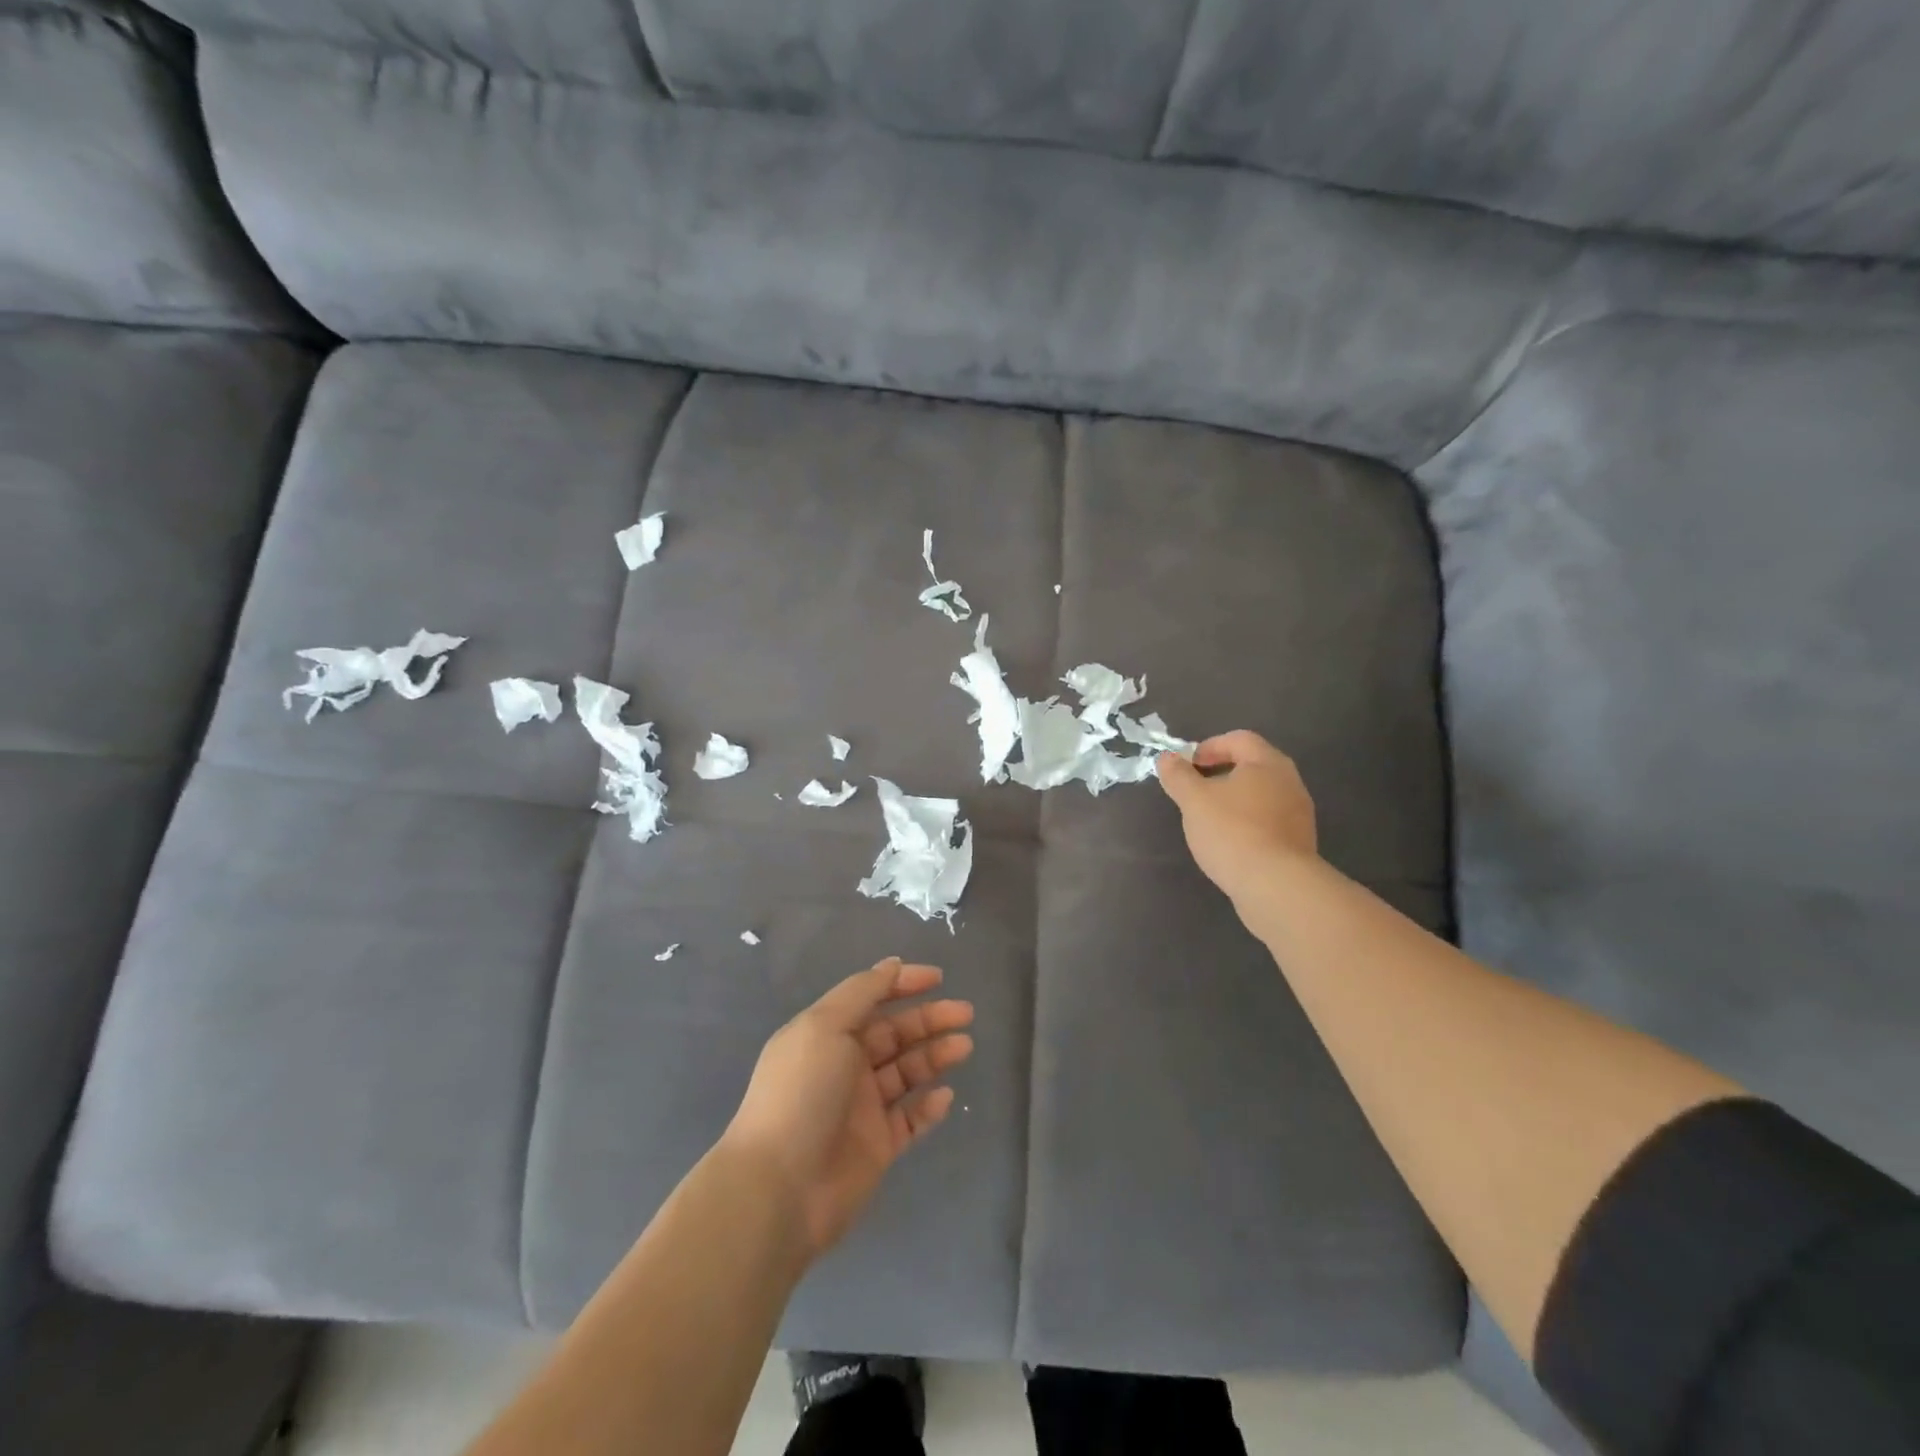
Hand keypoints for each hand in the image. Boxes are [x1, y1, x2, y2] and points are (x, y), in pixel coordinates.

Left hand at [722, 958, 974, 1259]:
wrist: (780, 1188)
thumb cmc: (801, 1094)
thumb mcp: (825, 1027)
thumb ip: (861, 993)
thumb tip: (891, 965)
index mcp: (827, 1034)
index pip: (870, 998)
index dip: (903, 984)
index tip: (938, 978)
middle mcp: (845, 1065)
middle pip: (895, 1033)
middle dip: (929, 1019)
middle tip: (965, 1013)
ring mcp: (862, 1108)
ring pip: (907, 1072)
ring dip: (935, 1055)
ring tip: (964, 1046)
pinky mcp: (877, 1147)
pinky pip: (911, 1119)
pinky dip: (929, 1106)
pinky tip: (945, 1095)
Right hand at [1157, 731, 1318, 910]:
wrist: (1276, 886)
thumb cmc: (1232, 832)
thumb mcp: (1193, 800)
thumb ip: (1178, 775)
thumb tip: (1167, 758)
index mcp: (1267, 763)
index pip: (1238, 739)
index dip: (1209, 746)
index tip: (1188, 766)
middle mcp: (1290, 782)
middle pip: (1252, 765)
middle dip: (1220, 773)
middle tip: (1195, 790)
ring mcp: (1299, 813)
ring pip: (1260, 795)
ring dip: (1234, 800)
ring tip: (1209, 819)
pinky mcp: (1299, 842)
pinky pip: (1268, 820)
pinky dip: (1247, 822)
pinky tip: (1230, 843)